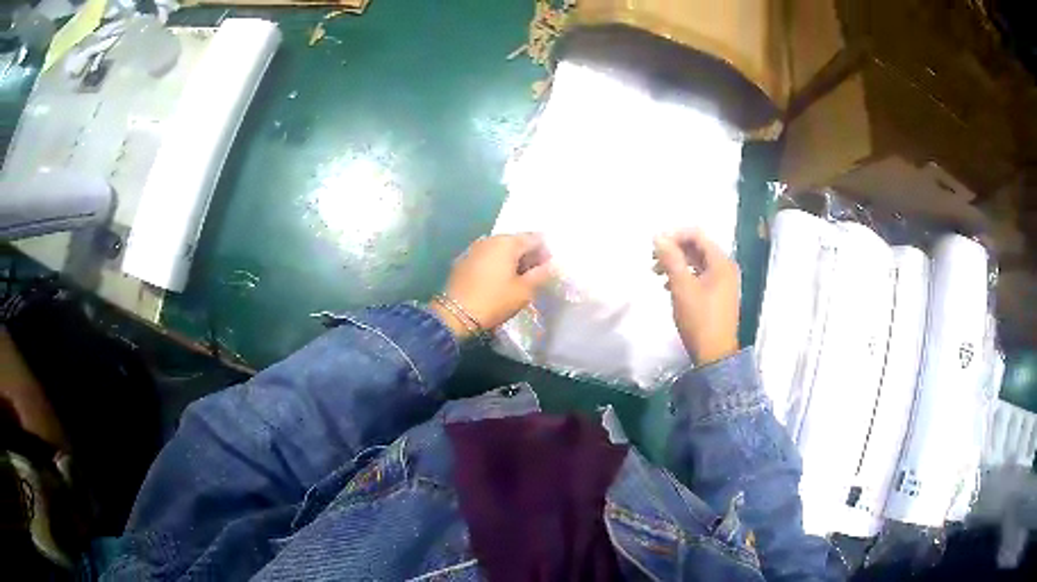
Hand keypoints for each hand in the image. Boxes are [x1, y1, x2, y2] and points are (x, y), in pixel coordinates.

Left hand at [431, 234, 552, 338]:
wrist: (456, 314)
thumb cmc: (495, 301)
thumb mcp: (524, 291)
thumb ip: (541, 274)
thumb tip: (552, 264)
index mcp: (507, 242)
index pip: (534, 238)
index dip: (545, 252)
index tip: (548, 269)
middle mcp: (490, 239)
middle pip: (516, 241)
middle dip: (528, 255)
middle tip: (534, 276)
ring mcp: (475, 248)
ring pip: (501, 248)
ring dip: (511, 260)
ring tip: (517, 279)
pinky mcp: (464, 259)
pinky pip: (487, 256)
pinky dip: (496, 263)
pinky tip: (498, 280)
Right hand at [654, 230, 740, 364]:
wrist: (714, 354)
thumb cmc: (699, 319)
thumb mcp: (682, 287)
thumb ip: (671, 259)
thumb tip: (659, 237)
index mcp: (721, 262)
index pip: (697, 235)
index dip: (674, 236)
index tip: (654, 246)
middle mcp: (725, 268)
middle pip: (697, 248)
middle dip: (674, 250)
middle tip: (653, 260)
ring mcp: (724, 282)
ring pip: (697, 263)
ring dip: (676, 264)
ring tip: (657, 274)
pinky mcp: (718, 295)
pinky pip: (700, 276)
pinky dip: (684, 276)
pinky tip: (669, 286)